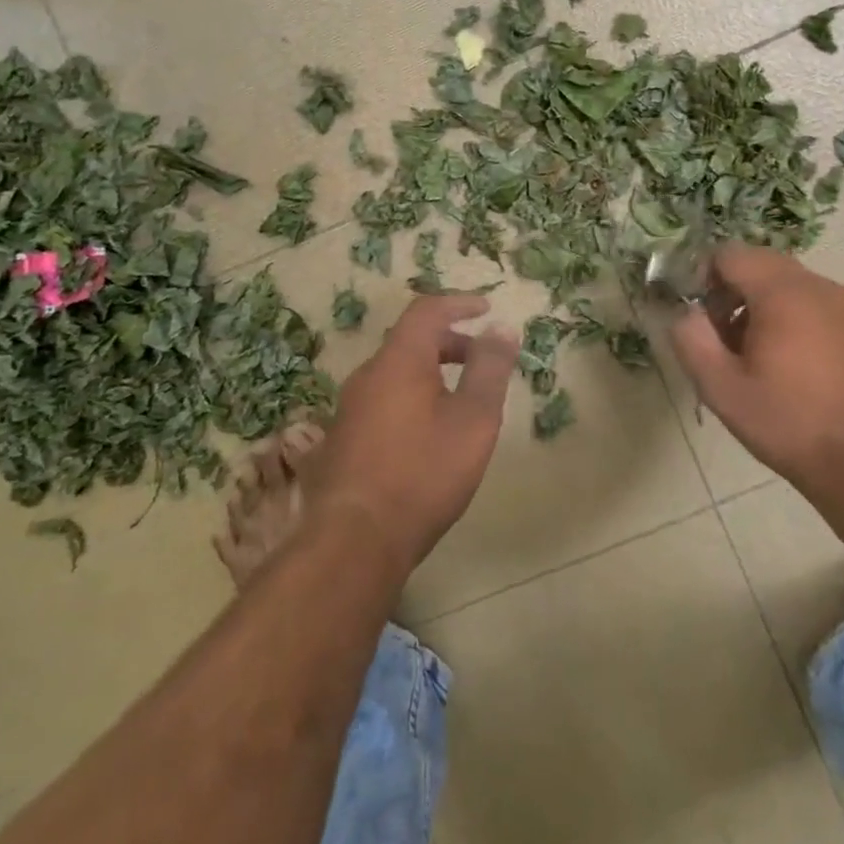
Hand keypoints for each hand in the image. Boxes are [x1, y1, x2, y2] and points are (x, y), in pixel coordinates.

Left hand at [310, 295, 519, 575]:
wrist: (354, 540)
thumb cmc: (423, 473)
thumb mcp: (473, 419)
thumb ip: (489, 369)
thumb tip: (501, 327)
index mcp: (399, 360)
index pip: (426, 311)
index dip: (458, 303)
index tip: (486, 308)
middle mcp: (368, 375)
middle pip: (410, 341)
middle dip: (450, 342)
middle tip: (482, 359)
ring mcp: (350, 407)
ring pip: (396, 372)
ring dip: (431, 371)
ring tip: (461, 399)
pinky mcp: (343, 438)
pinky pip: (383, 399)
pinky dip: (412, 396)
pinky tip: (428, 433)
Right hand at [670, 245, 843, 492]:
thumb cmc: (786, 423)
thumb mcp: (720, 387)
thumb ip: (691, 339)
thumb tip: (686, 313)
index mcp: (782, 293)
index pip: (730, 254)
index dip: (704, 277)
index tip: (701, 317)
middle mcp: (818, 287)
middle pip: (761, 264)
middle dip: (733, 290)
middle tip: (722, 336)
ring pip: (789, 284)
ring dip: (762, 305)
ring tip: (754, 355)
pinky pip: (816, 306)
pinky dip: (793, 319)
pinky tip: (791, 367)